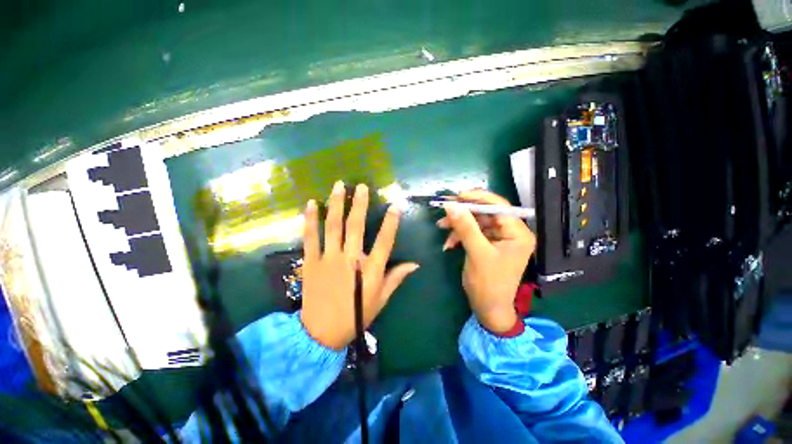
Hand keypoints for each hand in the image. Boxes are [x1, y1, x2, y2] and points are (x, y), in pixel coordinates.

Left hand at [300, 181, 419, 349]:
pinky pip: (310, 237)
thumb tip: (415, 264)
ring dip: (336, 204)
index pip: (384, 241)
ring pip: (333, 226)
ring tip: (339, 186)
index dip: (391, 223)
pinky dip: (310, 220)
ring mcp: (328, 259)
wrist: (321, 333)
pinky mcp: (311, 262)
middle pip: (355, 227)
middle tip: (361, 186)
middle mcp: (350, 260)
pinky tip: (312, 204)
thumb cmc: (355, 315)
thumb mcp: (381, 299)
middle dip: (359, 204)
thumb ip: (396, 278)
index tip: (395, 206)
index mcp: (370, 271)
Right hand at [437, 190, 535, 333]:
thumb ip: (465, 227)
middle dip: (464, 212)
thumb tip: (451, 205)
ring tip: (441, 226)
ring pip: (476, 222)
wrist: (487, 308)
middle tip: (444, 208)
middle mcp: (511, 233)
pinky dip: (459, 235)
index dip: (478, 198)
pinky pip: (473, 233)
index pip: (500, 206)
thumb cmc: (488, 283)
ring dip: (458, 224)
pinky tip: (449, 243)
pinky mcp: (488, 244)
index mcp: (518, 233)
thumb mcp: (477, 253)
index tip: (458, 195)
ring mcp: (499, 239)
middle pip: (486, 213)